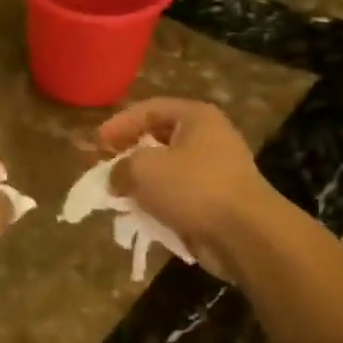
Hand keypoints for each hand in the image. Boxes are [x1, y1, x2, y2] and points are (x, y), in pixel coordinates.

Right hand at [97, 98, 286, 280]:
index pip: (149, 109)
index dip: (119, 123)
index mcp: (196, 117)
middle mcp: (210, 137)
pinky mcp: (219, 202)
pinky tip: (142, 217)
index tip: (96, 143)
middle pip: (159, 139)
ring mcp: (218, 171)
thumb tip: (115, 178)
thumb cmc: (194, 188)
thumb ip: (121, 168)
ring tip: (119, 195)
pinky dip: (161, 204)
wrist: (246, 234)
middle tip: (105, 167)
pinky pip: (181, 196)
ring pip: (170, 171)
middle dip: (130, 154)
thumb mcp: (144, 169)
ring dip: (144, 183)